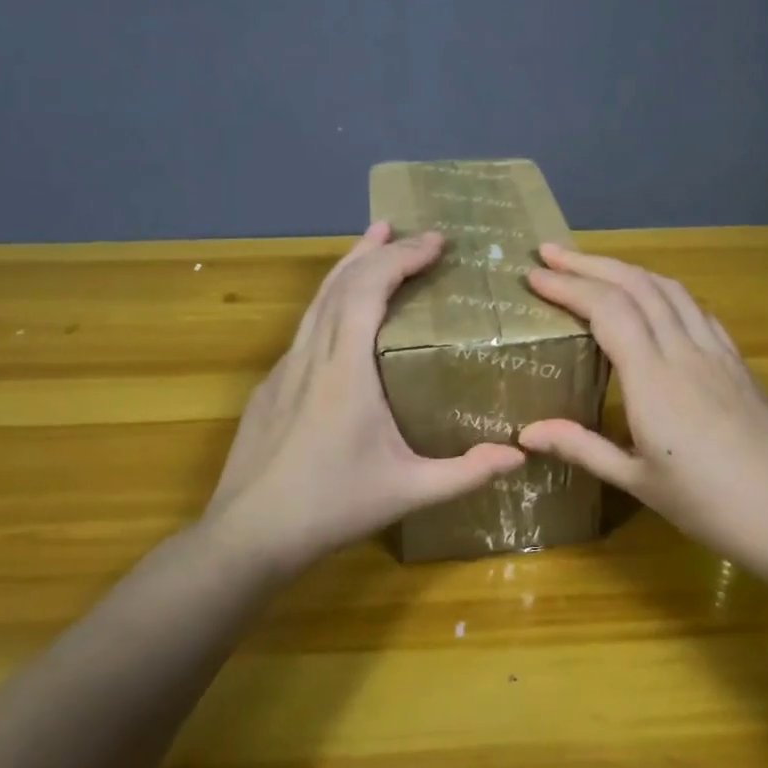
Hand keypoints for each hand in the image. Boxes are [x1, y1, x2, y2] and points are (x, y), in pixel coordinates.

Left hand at [197, 223, 525, 573]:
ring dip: (348, 268)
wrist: (247, 535)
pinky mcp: (270, 387)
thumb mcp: (408, 491)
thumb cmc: (331, 508)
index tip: (436, 242)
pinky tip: (342, 317)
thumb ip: (465, 474)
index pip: (369, 291)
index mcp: (345, 370)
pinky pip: (305, 327)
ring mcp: (284, 369)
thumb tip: (520, 456)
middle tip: (408, 232)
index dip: (402, 258)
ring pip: (317, 301)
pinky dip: (330, 301)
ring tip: (373, 244)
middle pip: (340, 283)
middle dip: (377, 250)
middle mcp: (311, 356)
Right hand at [517, 244, 767, 574]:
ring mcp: (716, 352)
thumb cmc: (707, 505)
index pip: (607, 310)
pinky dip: (665, 291)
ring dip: (628, 269)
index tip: (534, 276)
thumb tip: (526, 432)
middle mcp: (685, 351)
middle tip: (552, 254)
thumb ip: (582, 447)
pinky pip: (697, 309)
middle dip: (590, 264)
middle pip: (636, 285)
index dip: (568, 286)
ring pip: (669, 289)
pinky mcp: (737, 361)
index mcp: (653, 379)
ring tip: (595, 267)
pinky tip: (655, 301)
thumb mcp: (636, 480)